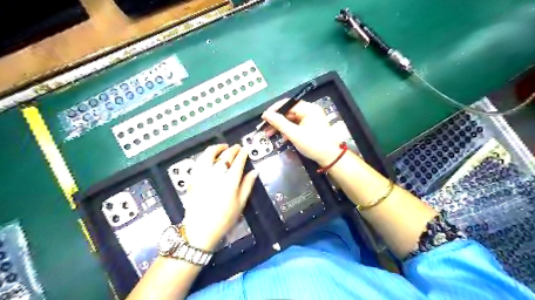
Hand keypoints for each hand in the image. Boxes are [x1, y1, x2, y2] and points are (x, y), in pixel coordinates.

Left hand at [181, 144, 258, 251]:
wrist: (201, 231)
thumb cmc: (224, 219)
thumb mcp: (240, 203)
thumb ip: (247, 185)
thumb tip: (254, 172)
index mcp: (230, 181)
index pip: (238, 161)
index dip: (243, 153)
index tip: (245, 150)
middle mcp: (216, 174)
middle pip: (225, 156)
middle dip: (233, 149)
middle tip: (237, 147)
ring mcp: (202, 175)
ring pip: (209, 154)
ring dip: (217, 148)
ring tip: (222, 147)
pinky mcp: (193, 179)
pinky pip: (198, 162)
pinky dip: (205, 156)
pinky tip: (208, 156)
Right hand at [261, 101, 339, 165]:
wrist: (330, 158)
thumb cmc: (313, 144)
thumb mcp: (294, 134)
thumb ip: (279, 123)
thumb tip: (266, 114)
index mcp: (308, 108)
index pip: (287, 103)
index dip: (274, 110)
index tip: (263, 118)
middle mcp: (310, 111)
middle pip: (288, 111)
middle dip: (276, 120)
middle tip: (265, 128)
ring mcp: (310, 119)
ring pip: (291, 119)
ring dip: (280, 126)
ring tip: (269, 134)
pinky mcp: (310, 127)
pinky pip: (296, 125)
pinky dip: (288, 131)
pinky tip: (282, 138)